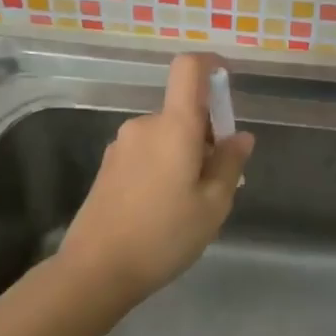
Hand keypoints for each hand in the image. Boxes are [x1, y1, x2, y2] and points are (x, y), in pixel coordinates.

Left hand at [61, 53, 255, 300]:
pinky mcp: (109, 166)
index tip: (227, 82)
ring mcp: (122, 145)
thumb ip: (230, 164)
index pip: (188, 69)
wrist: (94, 271)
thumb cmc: (163, 236)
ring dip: (185, 155)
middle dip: (206, 136)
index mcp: (174, 126)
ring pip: (166, 136)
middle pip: (183, 111)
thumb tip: (240, 136)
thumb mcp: (212, 206)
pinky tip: (163, 210)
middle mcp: (145, 125)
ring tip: (190, 204)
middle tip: (217, 182)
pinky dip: (164, 166)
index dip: (210, 64)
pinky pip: (148, 152)